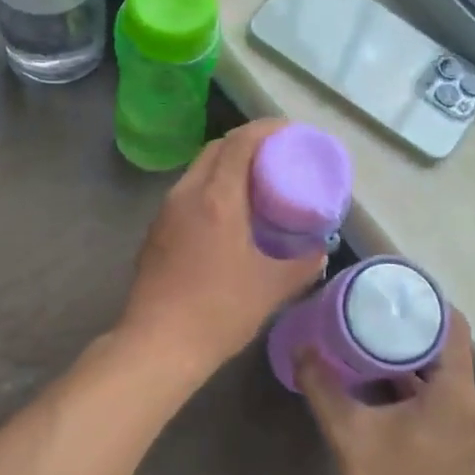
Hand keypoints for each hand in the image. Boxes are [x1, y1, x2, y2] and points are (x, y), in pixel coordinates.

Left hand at [115, 119, 325, 388]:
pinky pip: (186, 195)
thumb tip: (319, 251)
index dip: (265, 129)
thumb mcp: (272, 288)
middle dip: (245, 143)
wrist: (158, 344)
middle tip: (275, 156)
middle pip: (215, 149)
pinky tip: (225, 215)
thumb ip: (302, 264)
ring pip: (197, 171)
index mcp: (217, 198)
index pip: (239, 142)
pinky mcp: (154, 233)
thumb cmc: (219, 311)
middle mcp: (186, 195)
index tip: (289, 131)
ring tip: (253, 184)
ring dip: (224, 166)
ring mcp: (165, 213)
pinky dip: (209, 189)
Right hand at [298, 310, 474, 474]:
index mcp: (455, 395)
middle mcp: (469, 407)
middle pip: (444, 348)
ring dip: (403, 357)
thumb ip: (323, 385)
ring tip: (361, 335)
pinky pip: (433, 400)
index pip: (453, 327)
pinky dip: (406, 385)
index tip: (389, 285)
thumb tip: (301, 345)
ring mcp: (463, 431)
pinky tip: (368, 381)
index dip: (426, 301)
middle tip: (365, 306)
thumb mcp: (348, 434)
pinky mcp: (451, 449)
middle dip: (406, 327)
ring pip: (436, 376)